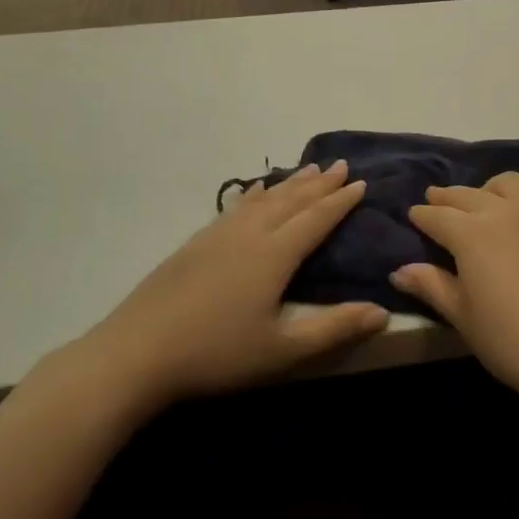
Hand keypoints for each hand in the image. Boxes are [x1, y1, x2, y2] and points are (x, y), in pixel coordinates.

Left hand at [72, 161, 388, 412]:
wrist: (135, 353)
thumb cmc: (215, 354)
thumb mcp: (282, 350)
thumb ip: (333, 328)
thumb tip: (383, 311)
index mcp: (273, 254)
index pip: (315, 219)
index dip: (340, 201)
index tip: (360, 183)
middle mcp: (248, 234)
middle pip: (290, 200)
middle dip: (319, 183)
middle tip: (341, 164)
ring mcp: (218, 235)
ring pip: (262, 198)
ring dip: (289, 183)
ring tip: (308, 169)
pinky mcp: (195, 244)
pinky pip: (236, 206)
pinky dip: (254, 193)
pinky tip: (254, 191)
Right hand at [390, 174, 518, 409]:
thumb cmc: (513, 341)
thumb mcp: (464, 318)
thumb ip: (433, 287)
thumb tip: (400, 270)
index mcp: (471, 233)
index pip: (437, 215)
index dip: (422, 215)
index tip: (413, 214)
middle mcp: (504, 213)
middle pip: (468, 194)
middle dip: (448, 197)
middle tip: (435, 199)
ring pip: (507, 185)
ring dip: (486, 189)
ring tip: (480, 203)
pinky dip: (517, 205)